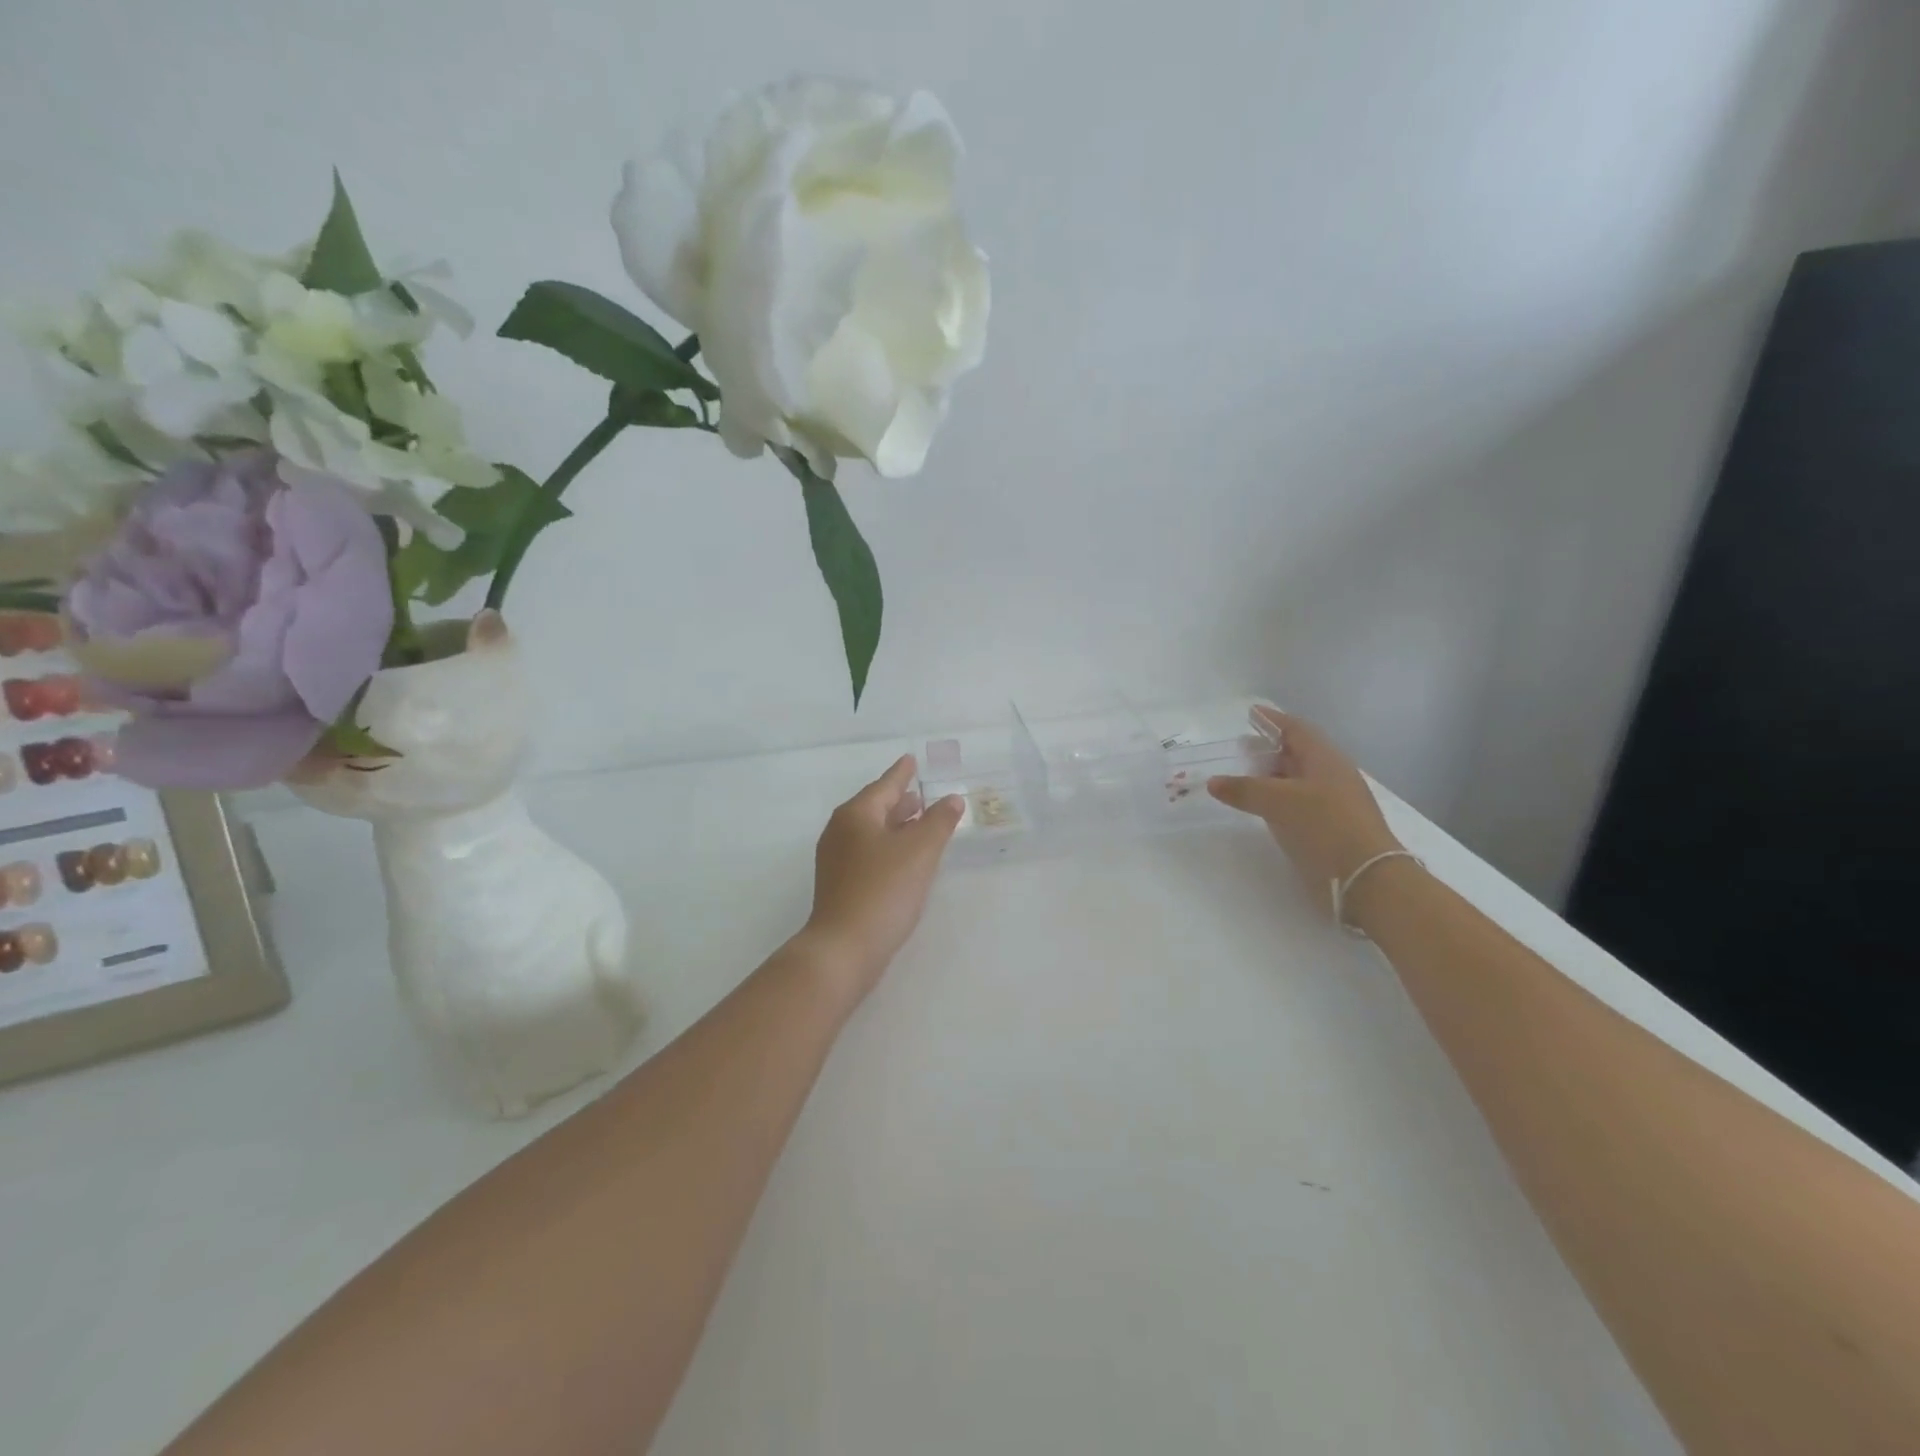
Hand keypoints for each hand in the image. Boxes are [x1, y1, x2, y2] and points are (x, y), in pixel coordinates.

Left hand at [795, 755, 964, 1005]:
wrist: (844, 948)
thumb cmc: (883, 890)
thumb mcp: (920, 851)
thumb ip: (939, 822)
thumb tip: (951, 799)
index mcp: (855, 815)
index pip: (884, 786)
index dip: (901, 773)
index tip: (911, 759)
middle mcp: (840, 832)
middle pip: (874, 807)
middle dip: (899, 801)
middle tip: (921, 794)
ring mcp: (836, 861)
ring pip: (871, 832)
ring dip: (895, 825)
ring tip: (919, 823)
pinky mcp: (840, 885)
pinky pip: (868, 853)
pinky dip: (889, 847)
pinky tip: (905, 860)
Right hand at [1207, 707, 1406, 921]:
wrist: (1367, 878)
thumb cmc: (1324, 826)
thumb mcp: (1278, 802)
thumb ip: (1244, 789)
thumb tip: (1213, 782)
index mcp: (1325, 759)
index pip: (1296, 729)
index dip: (1273, 720)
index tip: (1252, 713)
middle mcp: (1332, 775)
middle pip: (1299, 753)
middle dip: (1271, 748)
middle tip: (1243, 747)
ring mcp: (1334, 802)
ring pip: (1299, 779)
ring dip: (1274, 776)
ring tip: (1247, 777)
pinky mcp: (1333, 827)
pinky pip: (1300, 802)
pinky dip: (1279, 799)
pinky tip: (1265, 808)